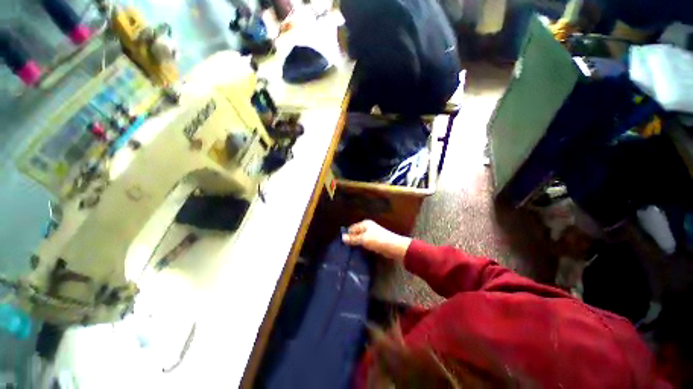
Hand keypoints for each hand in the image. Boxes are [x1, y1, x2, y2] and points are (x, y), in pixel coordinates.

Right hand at [342, 220, 411, 261]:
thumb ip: (353, 239)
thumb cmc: (377, 240)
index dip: (347, 235)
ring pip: (361, 238)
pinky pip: (366, 243)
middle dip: (351, 239)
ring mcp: (372, 234)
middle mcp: (368, 227)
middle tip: (345, 248)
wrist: (393, 247)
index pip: (352, 228)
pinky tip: (359, 252)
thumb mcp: (363, 239)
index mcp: (364, 224)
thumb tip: (342, 238)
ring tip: (350, 251)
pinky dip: (362, 246)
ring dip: (357, 244)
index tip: (341, 243)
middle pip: (356, 233)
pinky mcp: (375, 241)